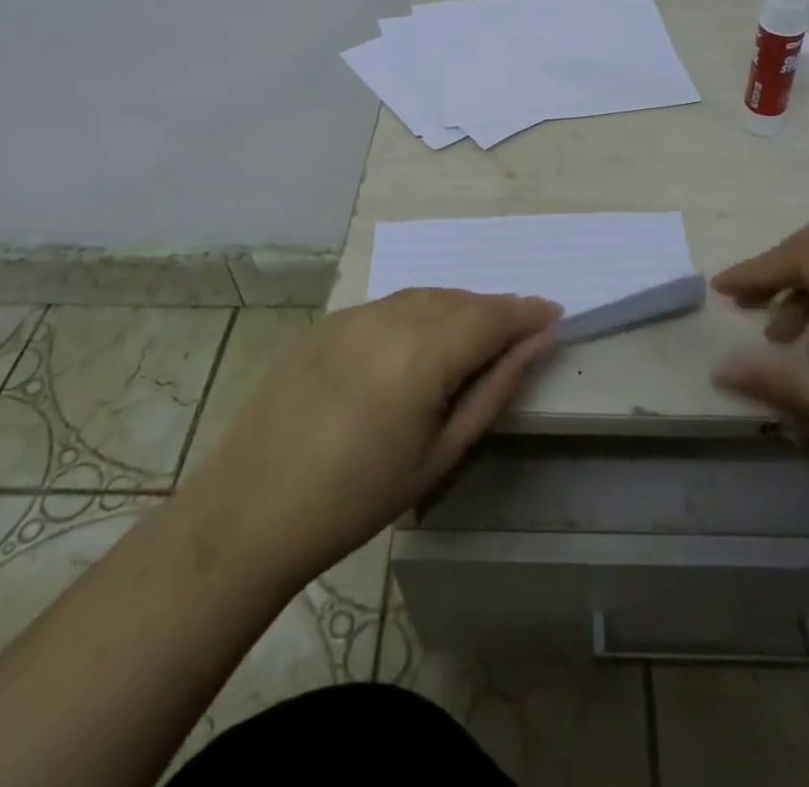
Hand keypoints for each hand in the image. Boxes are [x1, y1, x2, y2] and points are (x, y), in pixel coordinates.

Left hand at [191, 288, 561, 584]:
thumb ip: (495, 388)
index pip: (491, 315)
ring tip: (474, 337)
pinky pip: (389, 305)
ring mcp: (353, 315)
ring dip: (457, 308)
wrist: (253, 510)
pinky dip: (418, 313)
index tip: (555, 314)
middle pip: (459, 299)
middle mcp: (389, 318)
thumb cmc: (358, 498)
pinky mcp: (327, 322)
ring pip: (424, 296)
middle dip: (495, 310)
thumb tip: (538, 342)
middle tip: (519, 333)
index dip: (527, 312)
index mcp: (421, 353)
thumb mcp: (441, 453)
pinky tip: (418, 343)